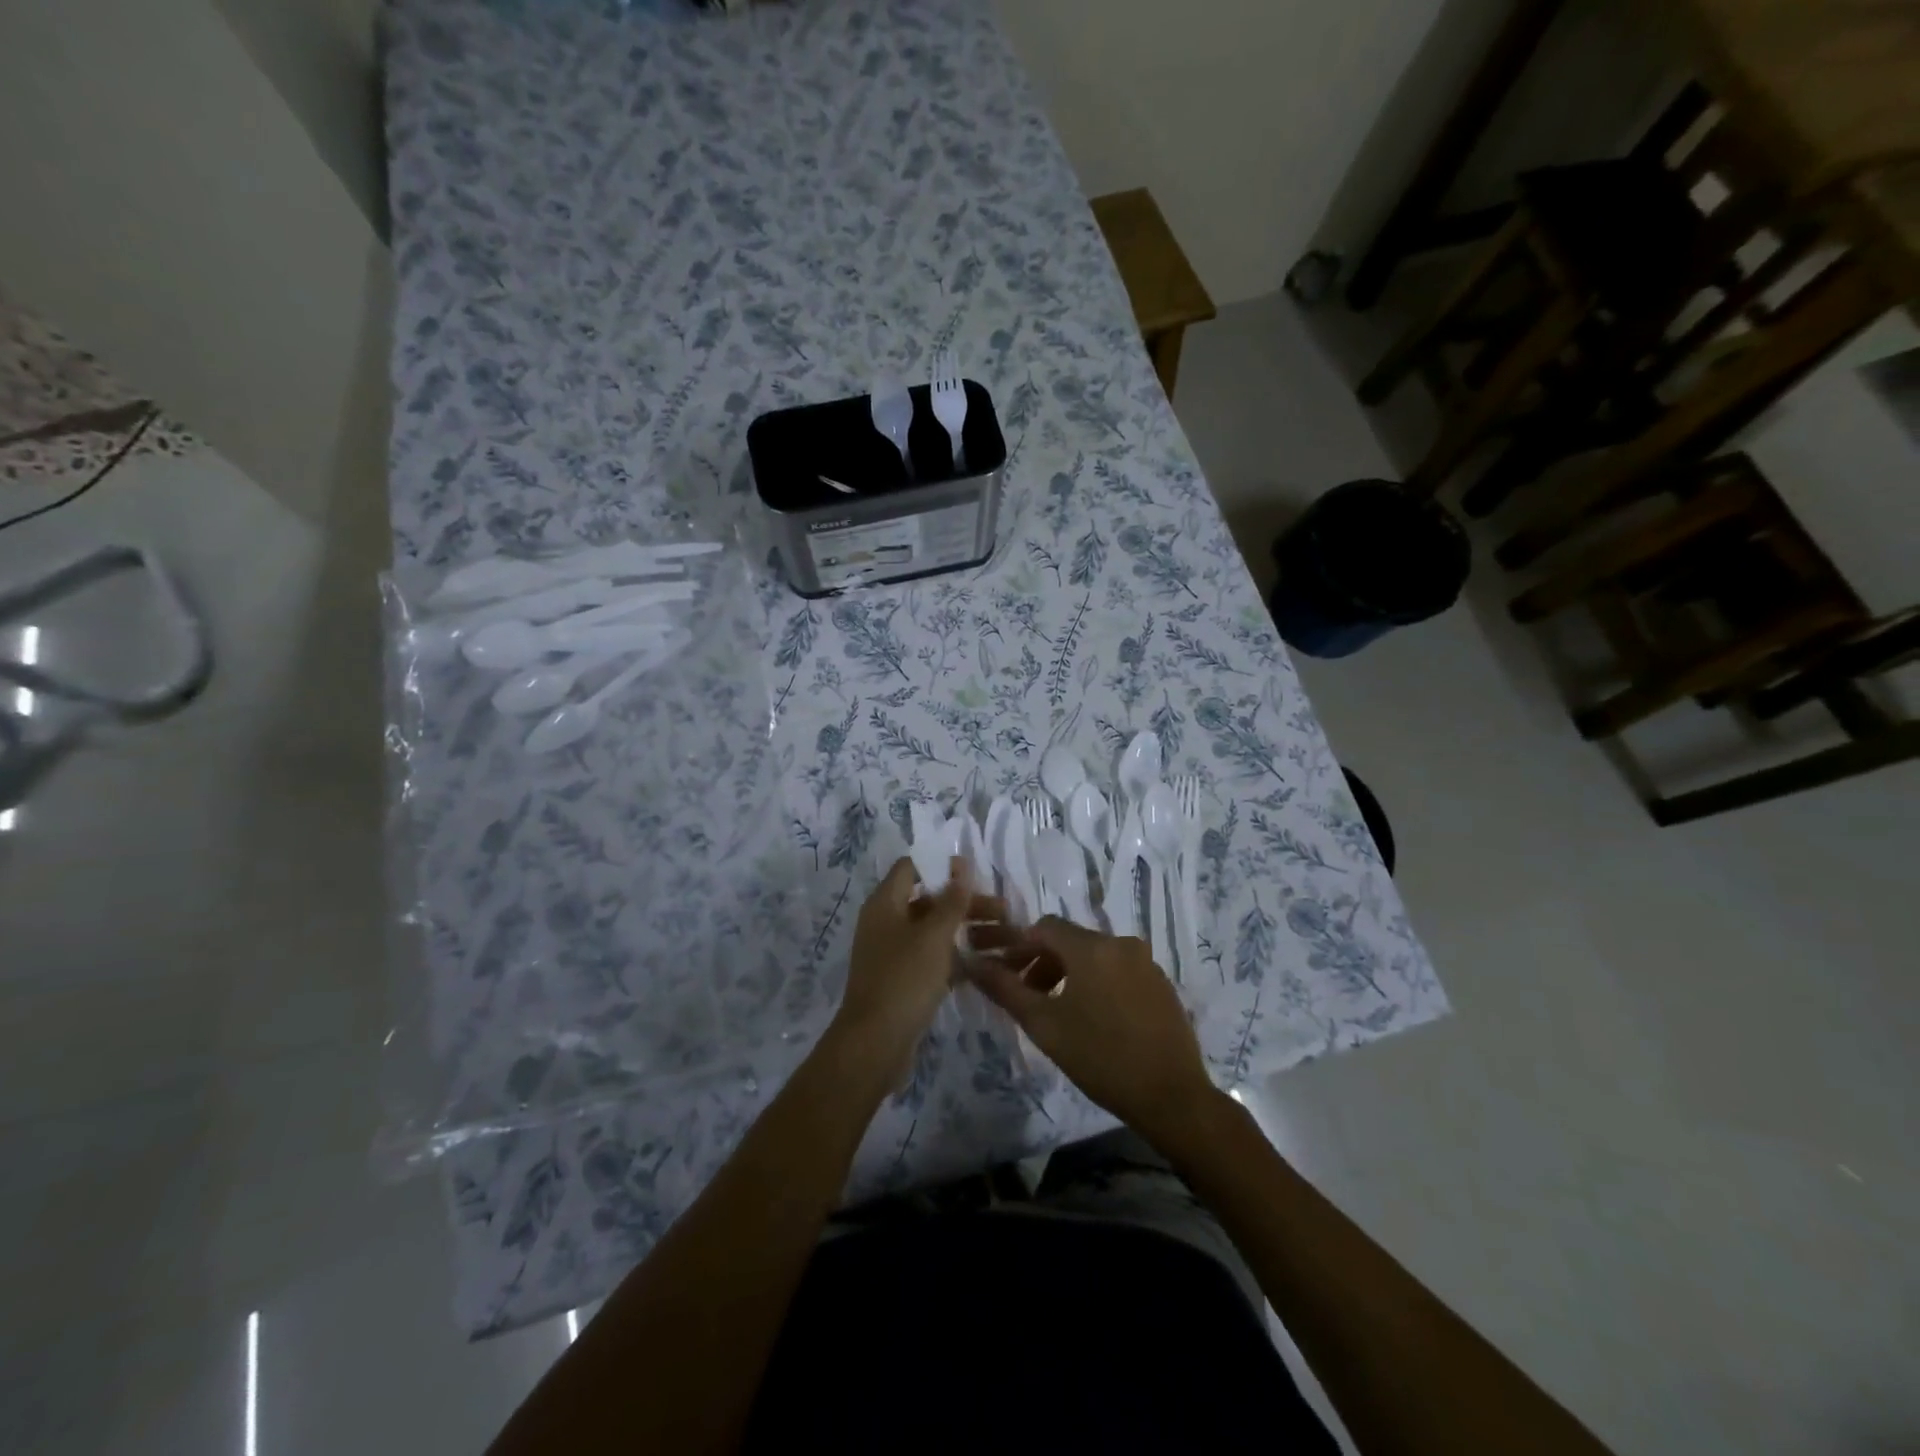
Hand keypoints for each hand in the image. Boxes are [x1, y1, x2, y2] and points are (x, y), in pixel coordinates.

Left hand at [832, 857, 997, 1079]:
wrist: (875, 1044)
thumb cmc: (904, 979)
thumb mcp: (933, 935)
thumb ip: (951, 899)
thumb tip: (960, 864)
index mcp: (885, 903)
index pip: (911, 867)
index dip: (941, 866)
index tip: (976, 873)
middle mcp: (886, 922)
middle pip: (929, 900)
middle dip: (966, 903)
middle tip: (1005, 912)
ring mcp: (894, 953)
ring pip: (935, 932)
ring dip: (967, 931)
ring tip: (1007, 939)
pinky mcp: (904, 980)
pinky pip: (934, 959)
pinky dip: (957, 958)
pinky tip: (988, 965)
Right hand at [966, 918, 1219, 1149]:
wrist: (1172, 1096)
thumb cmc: (1100, 1058)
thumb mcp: (1044, 1025)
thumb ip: (1005, 989)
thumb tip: (972, 963)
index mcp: (1092, 947)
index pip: (1044, 927)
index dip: (1019, 947)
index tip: (1006, 975)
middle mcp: (1122, 943)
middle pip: (1071, 941)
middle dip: (1043, 962)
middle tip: (1027, 997)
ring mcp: (1146, 963)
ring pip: (1096, 956)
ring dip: (1069, 974)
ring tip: (1058, 1011)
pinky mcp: (1162, 985)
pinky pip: (1119, 971)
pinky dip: (1098, 983)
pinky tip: (1094, 1019)